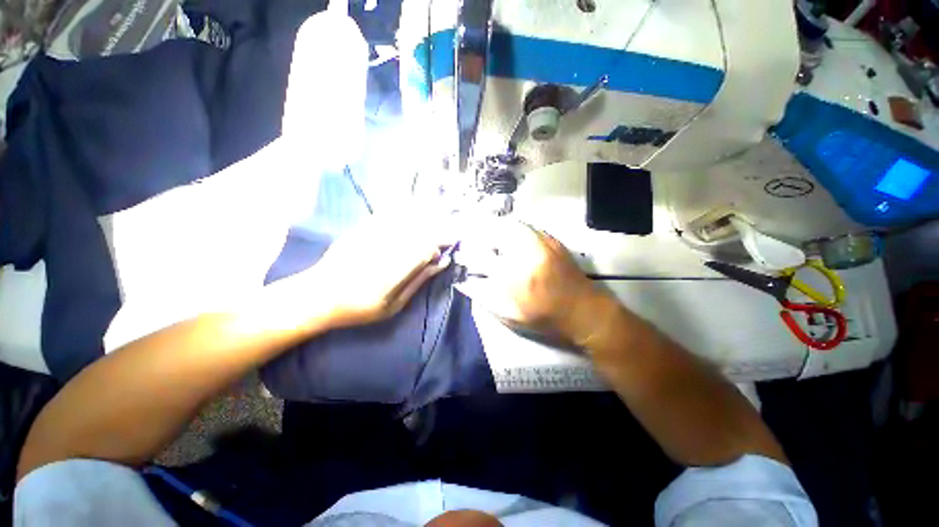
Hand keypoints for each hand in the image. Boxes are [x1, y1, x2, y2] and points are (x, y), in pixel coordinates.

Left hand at [304, 212, 452, 328]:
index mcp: (392, 274)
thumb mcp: (393, 306)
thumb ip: (418, 281)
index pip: (425, 249)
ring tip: (430, 227)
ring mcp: (370, 236)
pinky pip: (388, 215)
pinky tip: (410, 217)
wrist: (317, 296)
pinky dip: (403, 215)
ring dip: (422, 222)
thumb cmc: (359, 308)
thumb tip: (442, 262)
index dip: (439, 245)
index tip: (446, 247)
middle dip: (434, 232)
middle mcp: (383, 250)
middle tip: (443, 237)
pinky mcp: (361, 228)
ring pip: (406, 220)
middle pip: (418, 231)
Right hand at [457, 217, 614, 344]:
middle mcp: (526, 253)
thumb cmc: (546, 318)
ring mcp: (540, 243)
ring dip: (493, 228)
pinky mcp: (551, 239)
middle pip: (493, 232)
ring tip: (485, 234)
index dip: (466, 256)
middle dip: (477, 234)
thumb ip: (485, 298)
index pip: (481, 259)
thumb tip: (464, 282)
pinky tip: (506, 234)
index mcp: (514, 276)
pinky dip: (510, 227)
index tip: (459, 256)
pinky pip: (525, 226)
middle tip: (470, 239)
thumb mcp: (511, 316)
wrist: (585, 311)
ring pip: (509, 225)